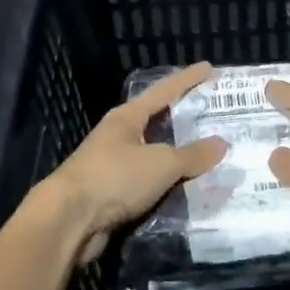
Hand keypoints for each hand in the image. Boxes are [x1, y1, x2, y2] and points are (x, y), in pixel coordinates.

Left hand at [36, 63, 227, 262]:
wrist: (68, 221)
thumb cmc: (114, 178)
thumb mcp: (161, 163)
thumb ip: (192, 155)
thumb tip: (221, 144)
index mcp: (127, 118)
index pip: (163, 91)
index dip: (187, 79)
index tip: (209, 68)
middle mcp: (118, 137)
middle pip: (157, 122)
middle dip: (184, 119)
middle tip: (213, 116)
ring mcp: (113, 166)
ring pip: (153, 156)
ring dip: (178, 157)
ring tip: (209, 156)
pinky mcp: (111, 195)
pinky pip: (149, 184)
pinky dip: (168, 185)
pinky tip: (188, 190)